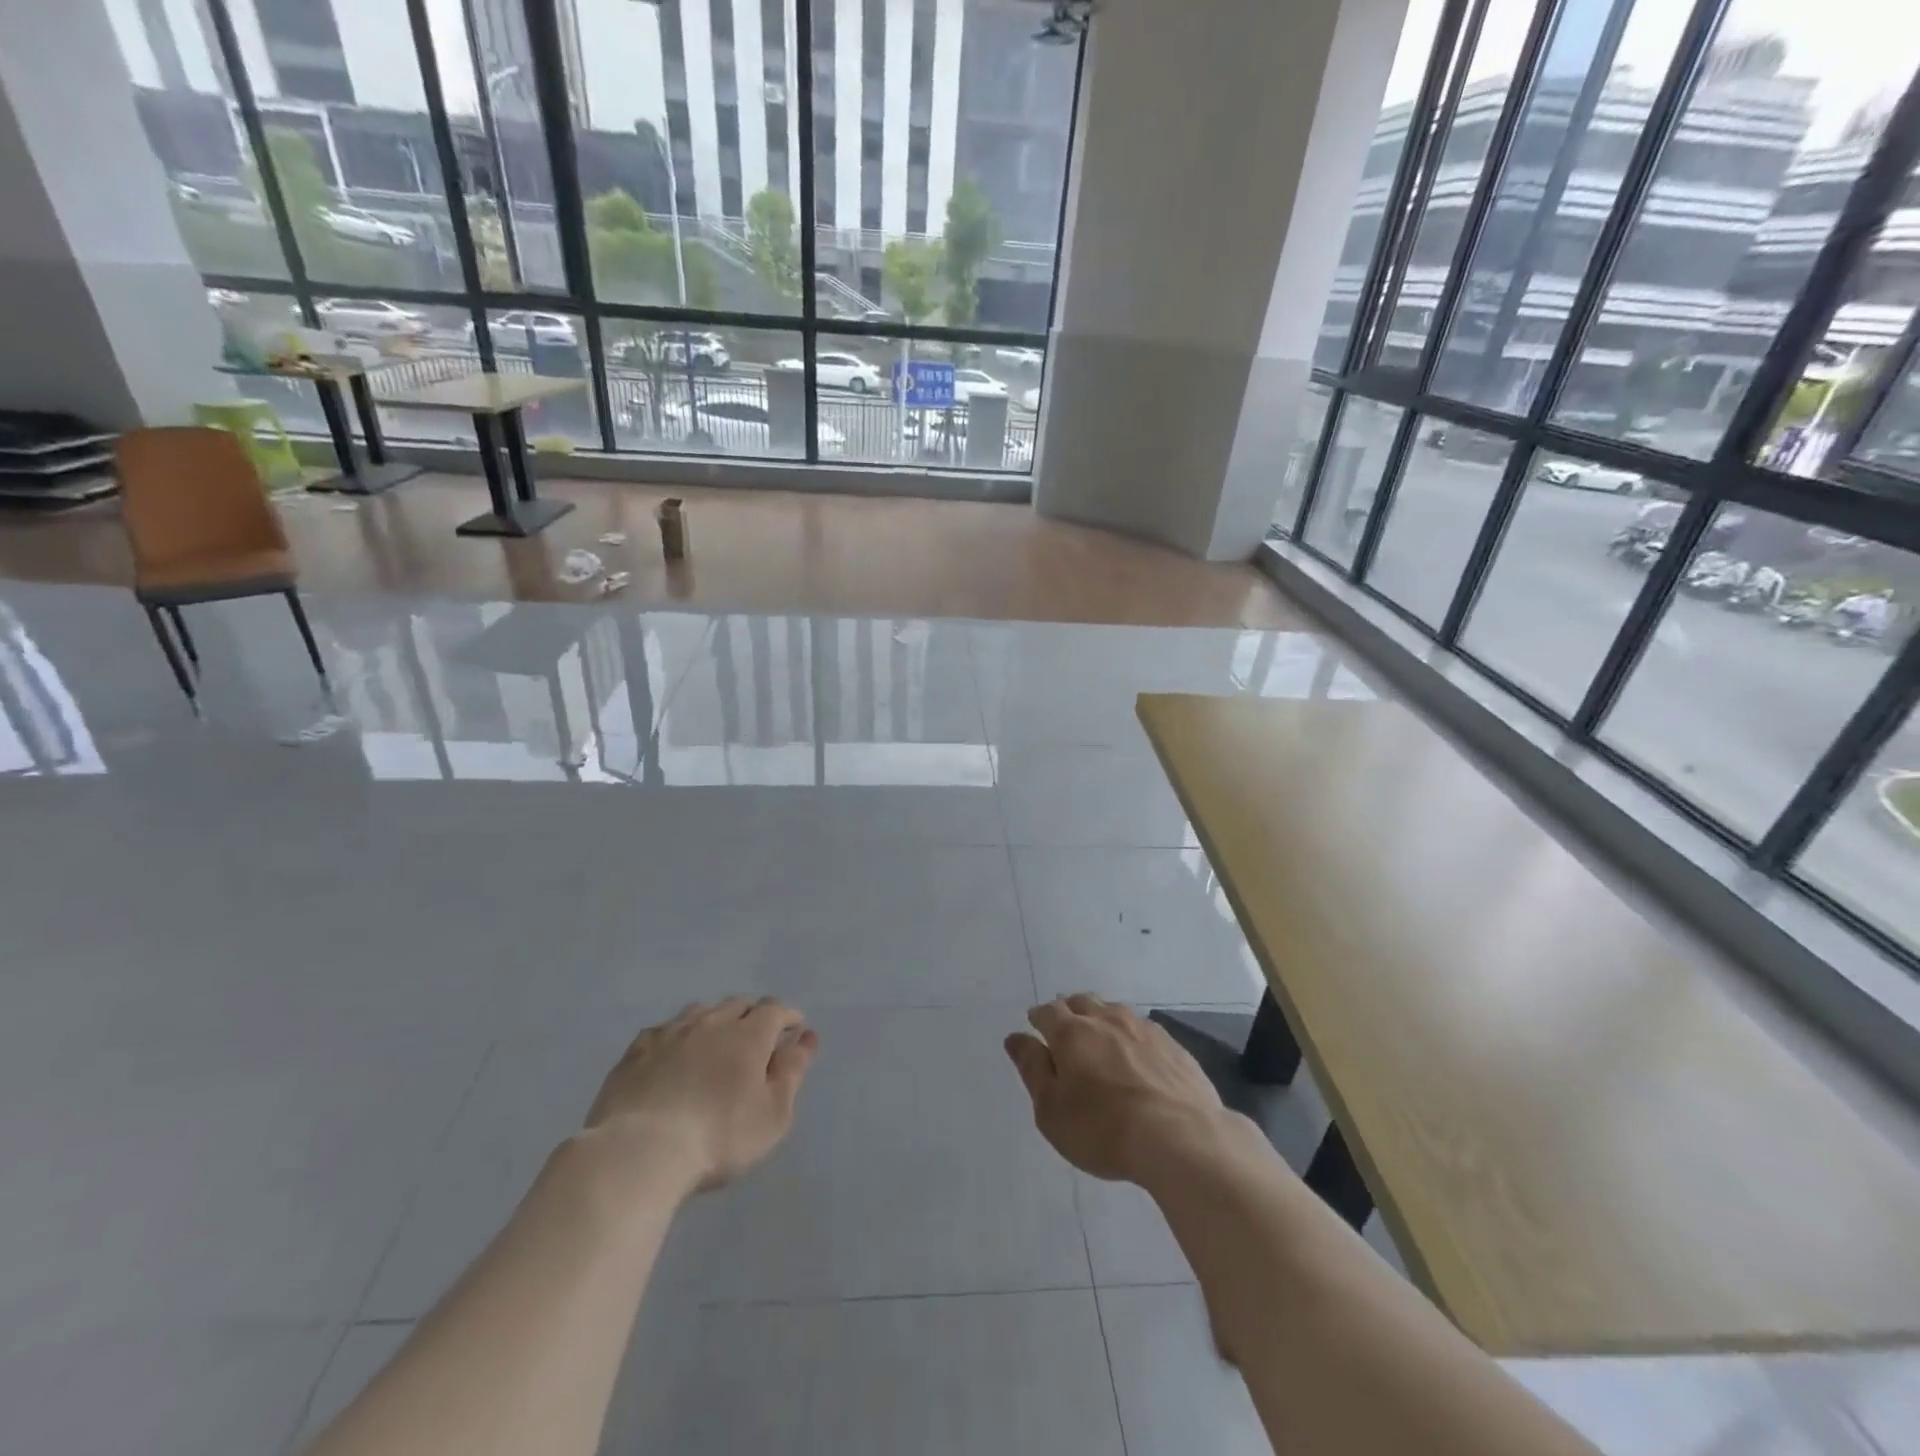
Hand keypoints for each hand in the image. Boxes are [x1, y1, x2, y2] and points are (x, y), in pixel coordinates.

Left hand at [584, 997, 818, 1196]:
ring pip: (700, 1011)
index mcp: (749, 1034)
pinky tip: (672, 1056)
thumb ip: (793, 1071)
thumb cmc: (719, 1137)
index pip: (775, 1009)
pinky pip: (663, 1031)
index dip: (787, 1016)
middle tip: (755, 1040)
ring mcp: (670, 1033)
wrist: (639, 1152)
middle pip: (738, 1004)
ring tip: (714, 1043)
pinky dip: (676, 1037)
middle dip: (752, 1016)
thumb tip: (806, 1037)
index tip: (793, 1030)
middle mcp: (711, 1022)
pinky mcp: (635, 1052)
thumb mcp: (773, 1113)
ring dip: (714, 1021)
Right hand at [1004, 994, 1227, 1184]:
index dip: (1038, 1018)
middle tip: (1066, 1032)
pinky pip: (1143, 1029)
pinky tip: (1137, 1057)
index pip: (1047, 1012)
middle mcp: (1106, 1019)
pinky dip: (1132, 1036)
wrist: (1181, 1138)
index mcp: (1071, 1033)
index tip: (1035, 1028)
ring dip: (1102, 1019)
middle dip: (1069, 1011)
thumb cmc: (1103, 1129)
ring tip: (1101, 1040)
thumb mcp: (1052, 1110)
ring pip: (1114, 1011)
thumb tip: (1016, 1038)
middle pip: (1082, 1002)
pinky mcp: (1173, 1044)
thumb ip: (1033, 1069)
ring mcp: (1143, 1028)